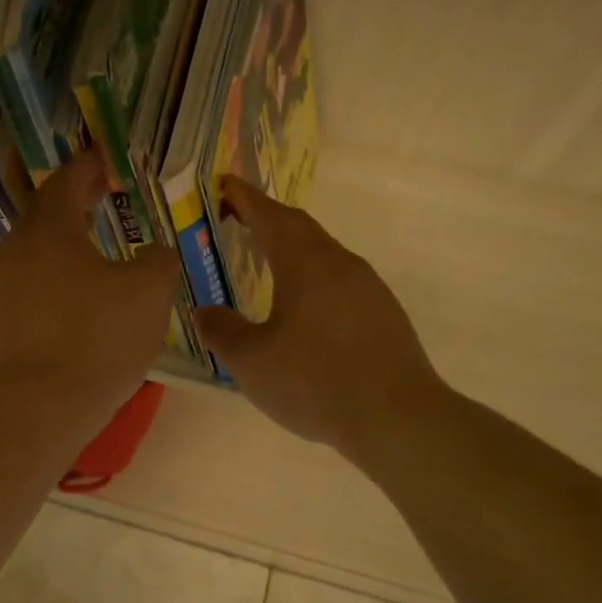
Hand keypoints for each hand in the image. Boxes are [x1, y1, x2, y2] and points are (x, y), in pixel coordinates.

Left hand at [0, 150, 179, 412]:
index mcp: (48, 230)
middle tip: (100, 195)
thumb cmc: (97, 337)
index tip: (105, 160)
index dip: (88, 167)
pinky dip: (55, 281)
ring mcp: (2, 290)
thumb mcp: (148, 292)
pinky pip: (31, 288)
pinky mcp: (0, 325)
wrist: (38, 405)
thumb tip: (155, 253)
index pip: (66, 182)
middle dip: (73, 202)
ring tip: (93, 247)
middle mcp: (16, 252)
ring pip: (35, 254)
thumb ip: (157, 261)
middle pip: (43, 215)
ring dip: (63, 245)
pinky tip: (76, 298)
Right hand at [195, 177, 446, 457]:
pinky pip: (339, 278)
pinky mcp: (382, 312)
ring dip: (291, 245)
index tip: (224, 184)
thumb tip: (203, 311)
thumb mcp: (251, 361)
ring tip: (266, 257)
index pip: (269, 217)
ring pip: (323, 252)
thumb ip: (222, 331)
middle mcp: (340, 264)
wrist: (397, 418)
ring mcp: (368, 287)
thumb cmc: (315, 382)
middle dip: (266, 217)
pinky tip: (303, 302)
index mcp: (305, 264)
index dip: (244, 199)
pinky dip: (312, 274)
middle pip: (299, 227)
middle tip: (236, 217)